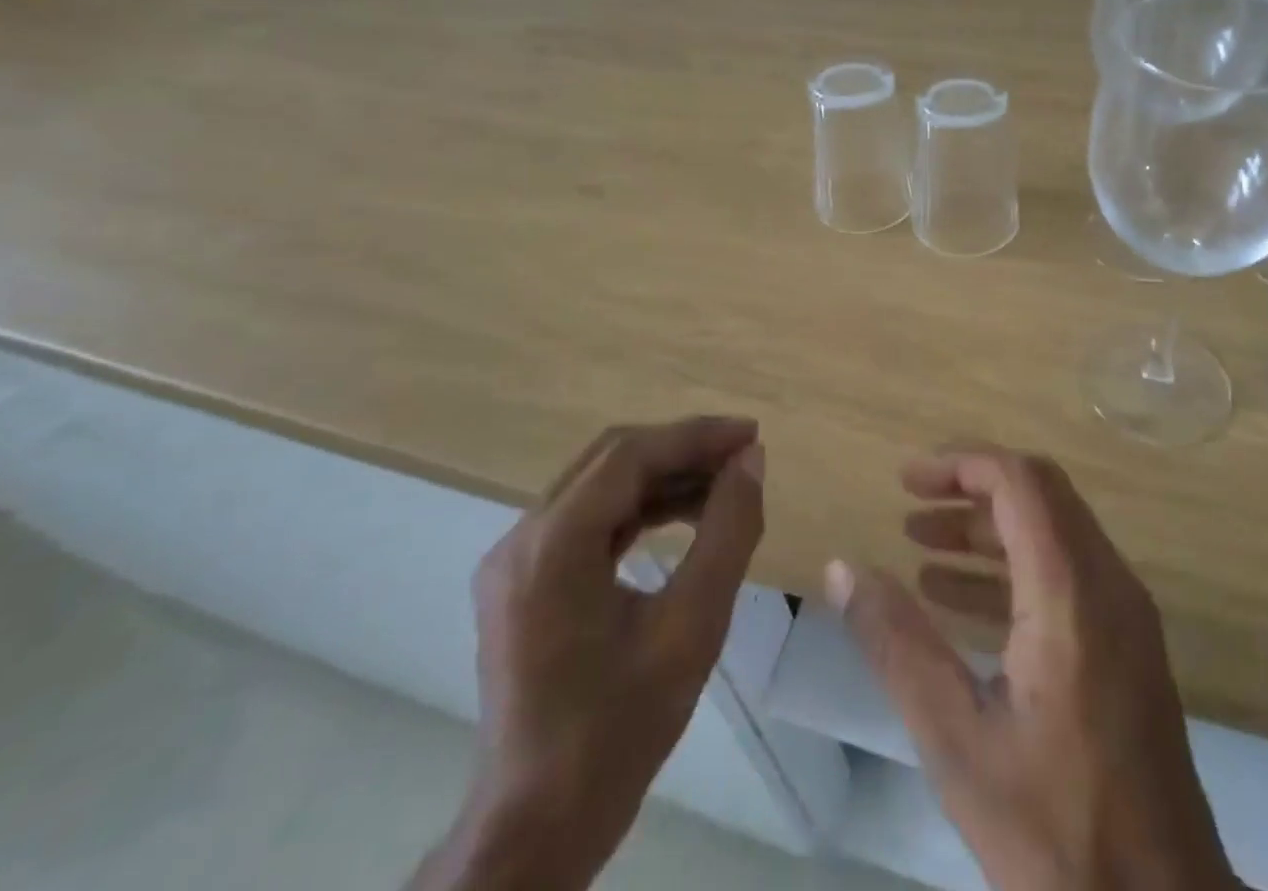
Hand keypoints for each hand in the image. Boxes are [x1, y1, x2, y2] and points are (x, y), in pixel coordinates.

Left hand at [409, 417, 764, 890]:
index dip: (696, 436)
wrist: (536, 830)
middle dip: (683, 450)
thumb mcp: (692, 627)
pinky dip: (640, 508)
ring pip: (600, 486)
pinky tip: (683, 516)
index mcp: (551, 546)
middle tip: (743, 457)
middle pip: (612, 461)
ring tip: (724, 485)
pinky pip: (588, 520)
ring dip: (664, 478)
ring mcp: (515, 561)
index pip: (630, 456)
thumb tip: (752, 461)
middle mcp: (522, 539)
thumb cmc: (618, 732)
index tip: (752, 436)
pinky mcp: (523, 582)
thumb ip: (728, 532)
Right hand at [829, 446, 1239, 890]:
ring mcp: (1125, 613)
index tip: (906, 480)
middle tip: (910, 505)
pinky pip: (1066, 572)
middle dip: (970, 488)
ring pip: (1053, 530)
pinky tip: (958, 600)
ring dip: (988, 527)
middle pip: (1040, 494)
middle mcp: (1108, 583)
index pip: (1021, 481)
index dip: (962, 464)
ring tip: (921, 547)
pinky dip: (1012, 567)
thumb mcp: (956, 740)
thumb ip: (896, 644)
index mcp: (1071, 593)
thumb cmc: (1056, 833)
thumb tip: (842, 568)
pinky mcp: (1127, 643)